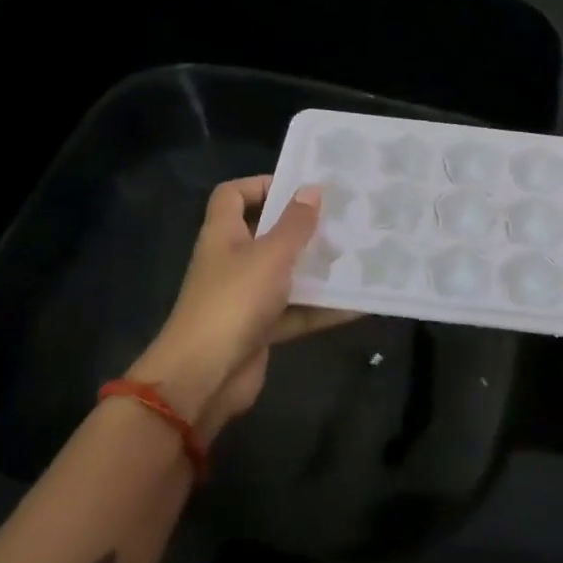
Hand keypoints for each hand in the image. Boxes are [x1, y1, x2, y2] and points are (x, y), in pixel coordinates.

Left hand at [126, 177, 351, 442]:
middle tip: (342, 221)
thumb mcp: (271, 256)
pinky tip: (358, 305)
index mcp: (224, 235)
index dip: (261, 184)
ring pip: (286, 275)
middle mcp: (232, 262)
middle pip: (266, 234)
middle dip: (303, 228)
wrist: (204, 377)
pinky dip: (323, 309)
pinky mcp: (260, 329)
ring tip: (357, 258)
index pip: (233, 195)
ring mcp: (246, 297)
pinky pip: (297, 312)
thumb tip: (312, 188)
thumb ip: (295, 224)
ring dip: (317, 269)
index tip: (300, 187)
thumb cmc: (234, 302)